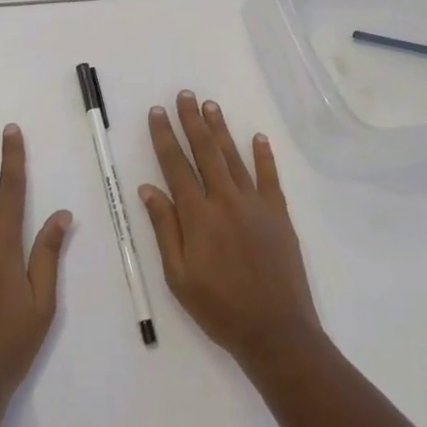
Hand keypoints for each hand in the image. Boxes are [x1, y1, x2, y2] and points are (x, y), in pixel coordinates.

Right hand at [139, 91, 321, 369]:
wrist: (275, 331)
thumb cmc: (219, 307)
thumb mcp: (178, 276)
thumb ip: (165, 228)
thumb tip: (148, 188)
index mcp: (198, 215)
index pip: (175, 166)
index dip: (164, 137)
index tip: (157, 112)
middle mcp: (225, 200)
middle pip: (205, 152)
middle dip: (192, 121)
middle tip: (185, 95)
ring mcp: (255, 205)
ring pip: (233, 158)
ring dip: (221, 130)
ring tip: (211, 105)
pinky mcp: (278, 215)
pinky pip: (269, 177)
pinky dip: (263, 156)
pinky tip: (258, 137)